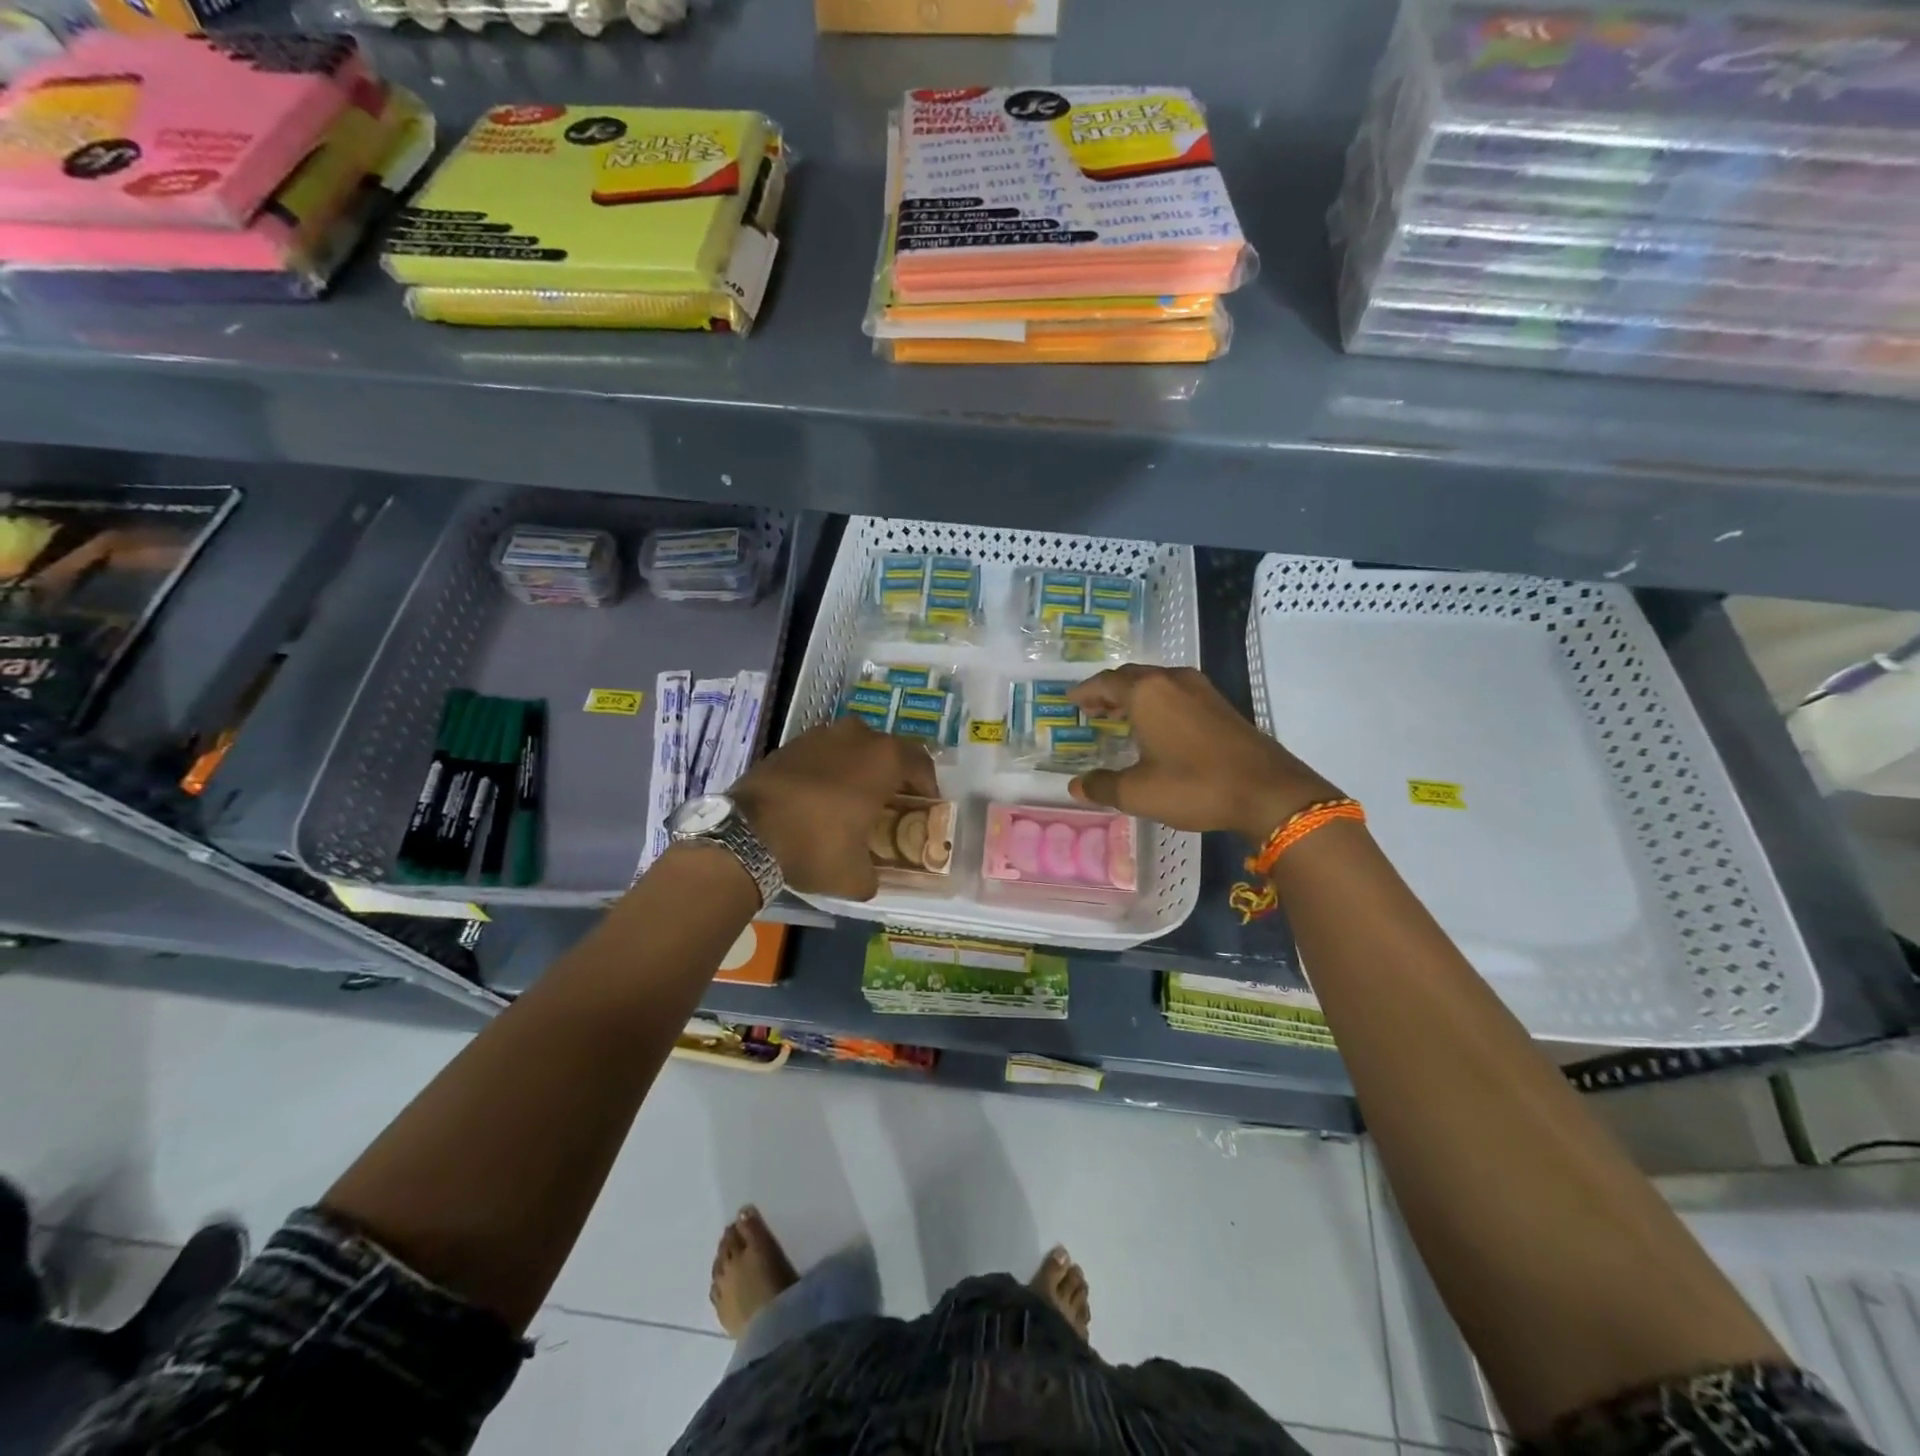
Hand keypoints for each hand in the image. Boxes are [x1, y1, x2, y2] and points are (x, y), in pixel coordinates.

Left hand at [732, 718, 937, 899]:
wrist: (745, 835)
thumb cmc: (815, 847)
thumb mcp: (855, 877)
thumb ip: (873, 875)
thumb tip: (870, 879)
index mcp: (883, 759)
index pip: (920, 761)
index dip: (926, 784)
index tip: (924, 804)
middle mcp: (856, 736)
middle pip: (886, 749)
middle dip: (892, 773)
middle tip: (889, 801)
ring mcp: (819, 735)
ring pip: (851, 747)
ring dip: (857, 767)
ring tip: (852, 797)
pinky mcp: (788, 745)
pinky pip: (821, 753)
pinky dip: (827, 769)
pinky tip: (818, 796)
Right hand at [1067, 665, 1340, 840]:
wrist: (1268, 791)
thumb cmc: (1195, 786)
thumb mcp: (1139, 793)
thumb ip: (1103, 786)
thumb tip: (1076, 786)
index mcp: (1146, 693)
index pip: (1104, 682)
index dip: (1084, 692)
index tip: (1070, 701)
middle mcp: (1172, 681)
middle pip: (1130, 676)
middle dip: (1108, 690)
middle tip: (1091, 708)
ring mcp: (1200, 689)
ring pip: (1156, 682)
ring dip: (1134, 694)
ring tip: (1119, 715)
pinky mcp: (1220, 703)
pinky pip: (1176, 691)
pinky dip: (1157, 701)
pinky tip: (1157, 725)